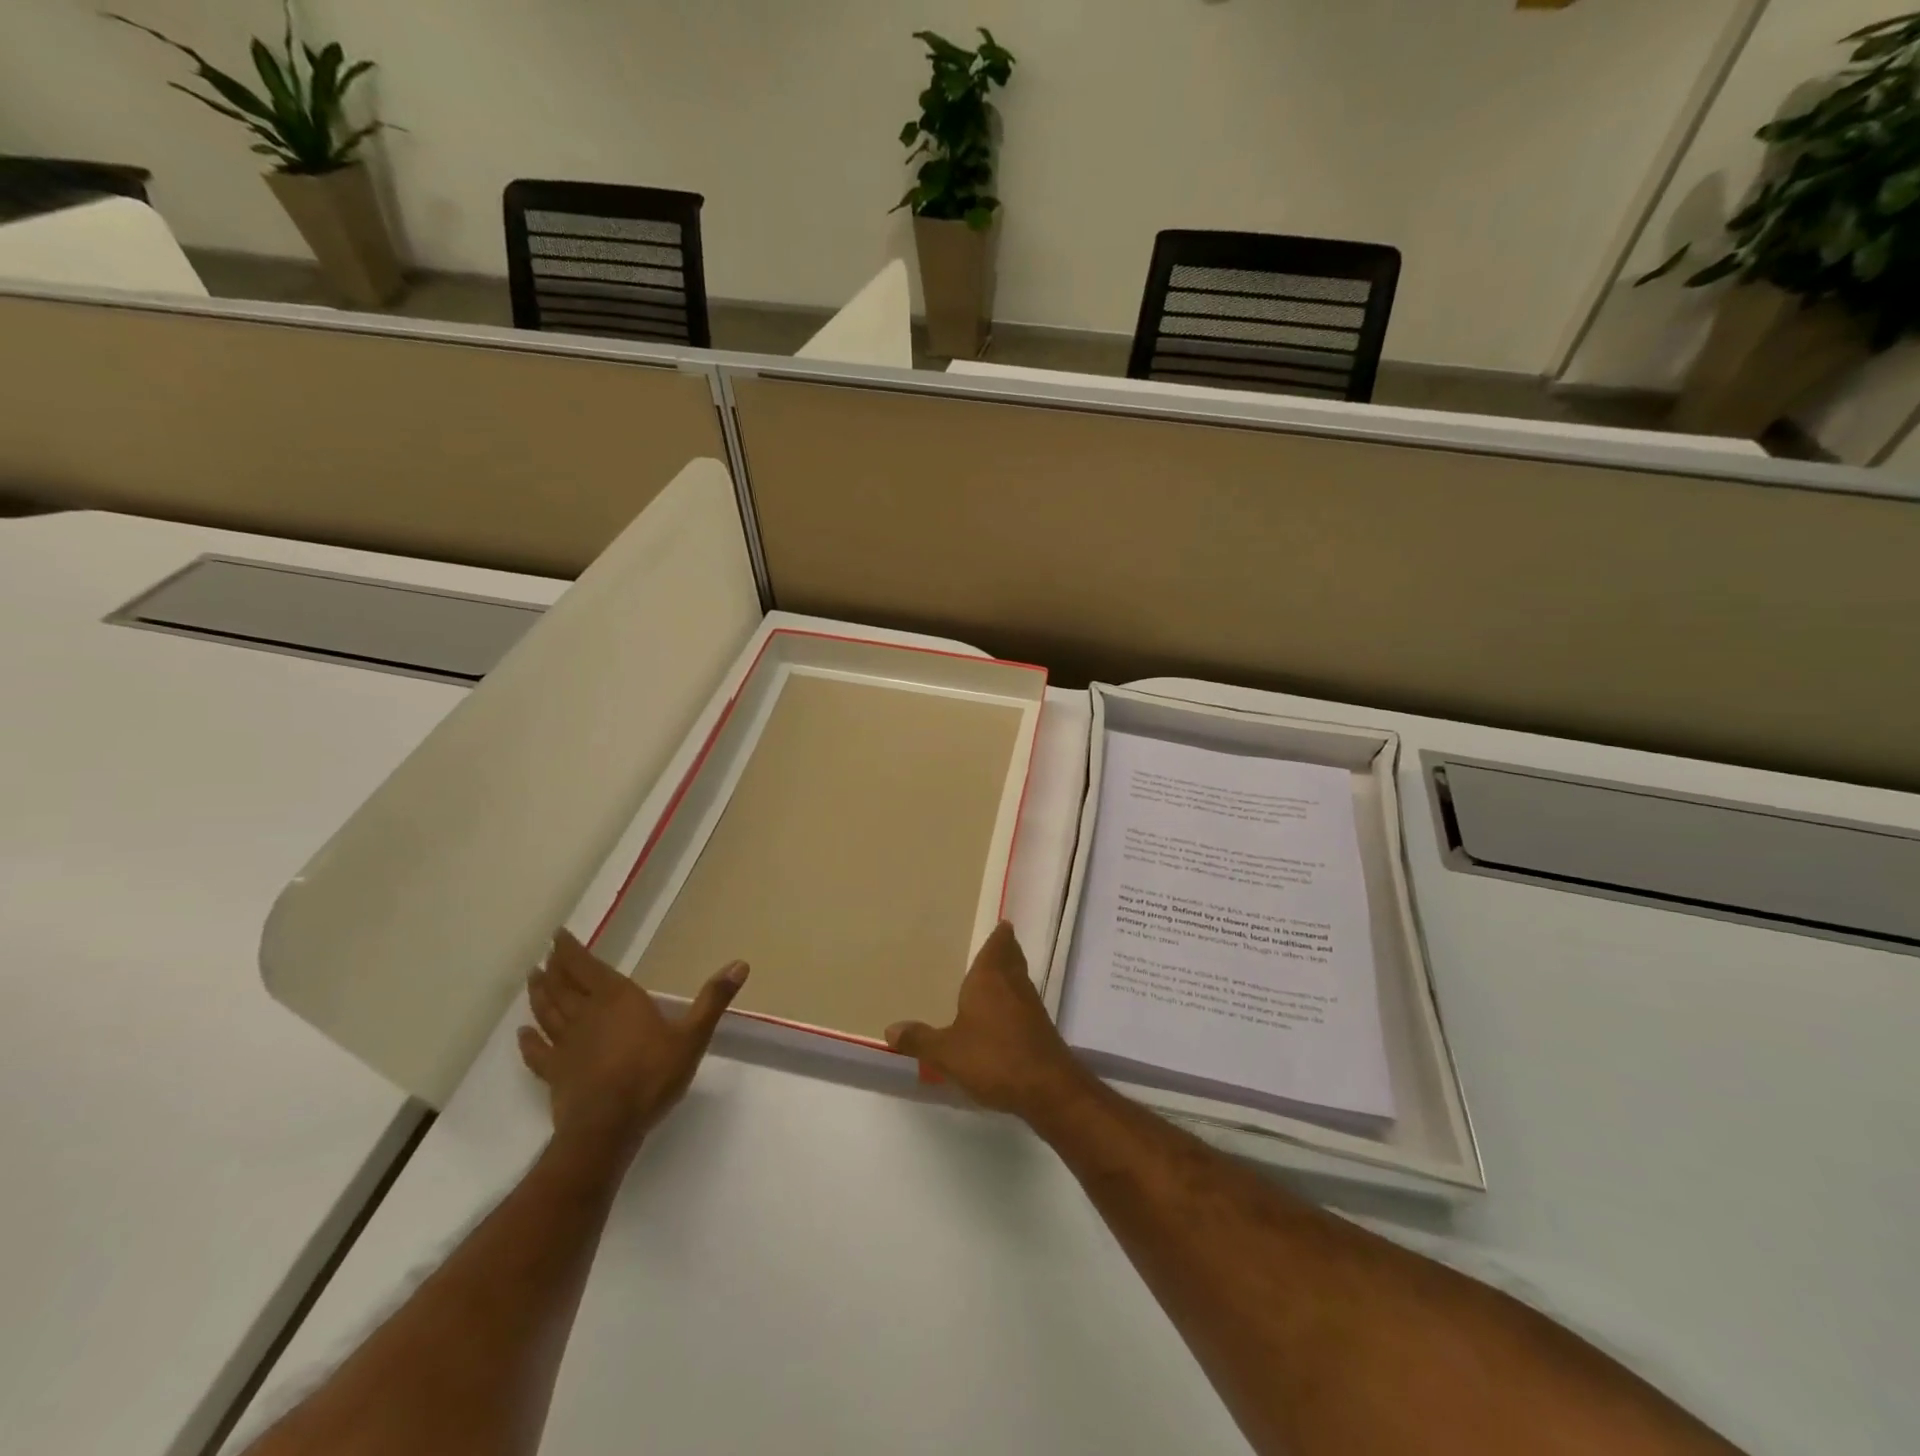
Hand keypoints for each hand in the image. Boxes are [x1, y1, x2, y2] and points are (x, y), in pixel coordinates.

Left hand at [519, 929, 747, 1163]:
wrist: (607, 1127)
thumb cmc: (652, 1076)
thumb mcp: (692, 1036)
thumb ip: (713, 1000)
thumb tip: (741, 963)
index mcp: (617, 1000)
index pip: (587, 967)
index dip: (571, 950)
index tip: (557, 935)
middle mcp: (586, 1015)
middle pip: (563, 986)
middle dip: (554, 968)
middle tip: (545, 955)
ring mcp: (566, 1045)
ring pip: (546, 1013)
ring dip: (539, 995)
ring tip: (532, 979)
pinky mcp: (555, 1073)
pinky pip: (537, 1052)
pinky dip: (527, 1041)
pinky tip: (521, 1035)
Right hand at [885, 920, 1089, 1120]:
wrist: (1047, 1088)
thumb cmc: (993, 1058)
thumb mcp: (946, 1052)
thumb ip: (919, 1039)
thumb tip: (890, 1028)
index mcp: (989, 979)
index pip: (998, 946)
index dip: (1000, 935)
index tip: (1003, 924)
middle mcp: (1013, 985)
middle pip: (1012, 959)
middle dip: (1005, 951)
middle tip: (998, 943)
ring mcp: (1031, 1007)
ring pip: (1019, 981)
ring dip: (1010, 976)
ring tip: (994, 978)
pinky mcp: (1040, 1031)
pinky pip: (1023, 1006)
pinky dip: (1014, 1003)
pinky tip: (1002, 1018)